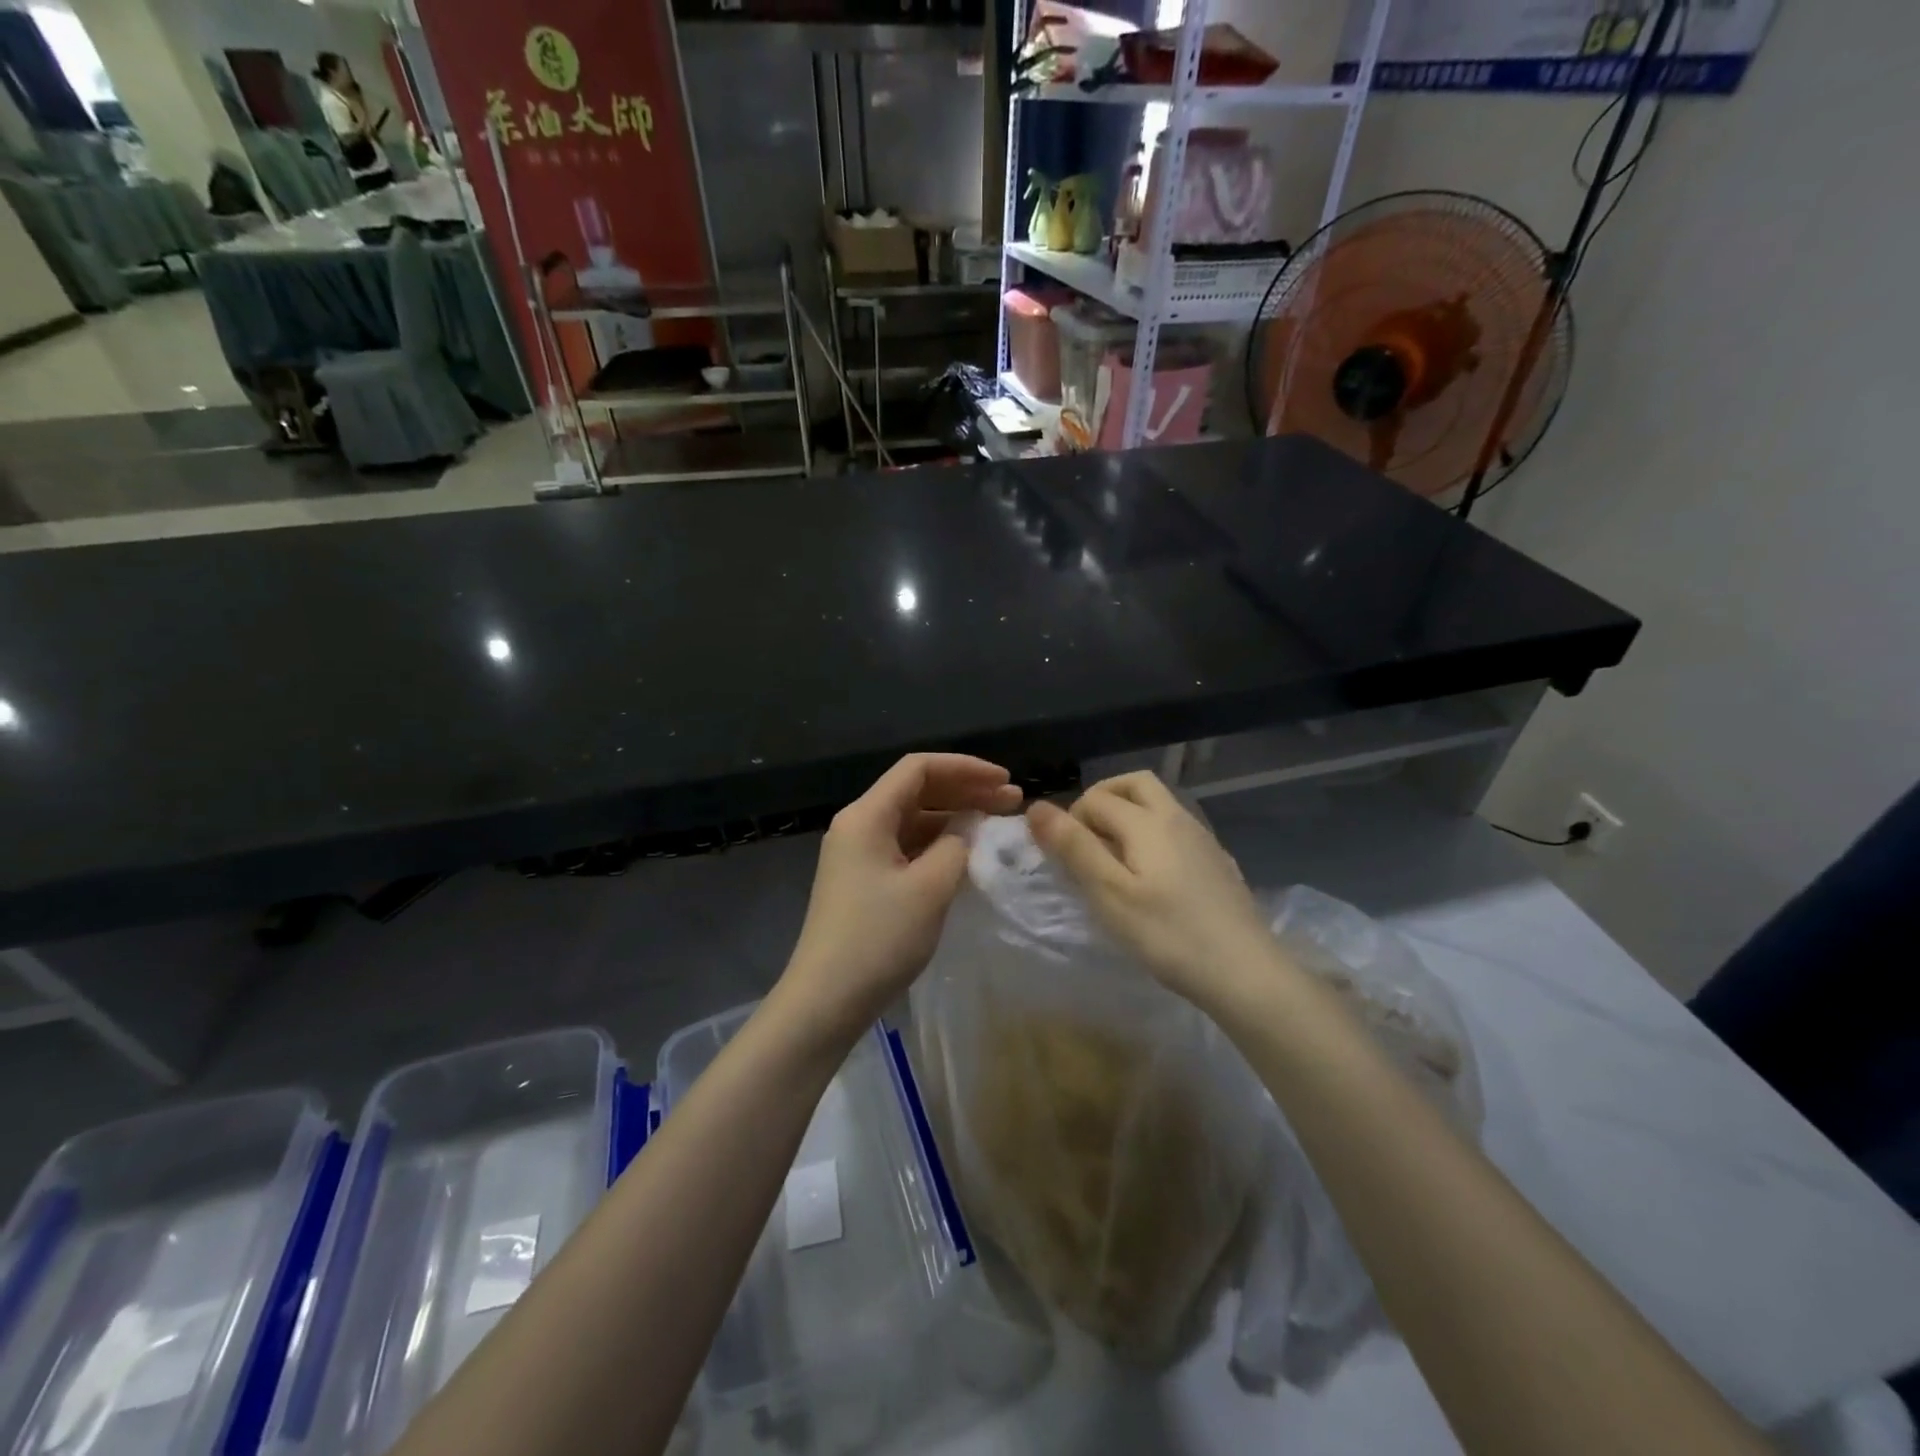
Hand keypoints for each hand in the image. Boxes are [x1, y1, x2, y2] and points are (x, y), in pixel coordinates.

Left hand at [780, 753, 1021, 1040]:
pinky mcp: (864, 881)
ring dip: (954, 818)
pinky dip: (938, 844)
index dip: (966, 768)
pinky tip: (967, 854)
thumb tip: (967, 830)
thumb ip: (956, 846)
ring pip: (913, 820)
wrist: (826, 1001)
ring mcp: (858, 854)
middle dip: (965, 791)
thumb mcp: (929, 888)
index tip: (1004, 780)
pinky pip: (906, 847)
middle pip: (916, 791)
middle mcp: (858, 825)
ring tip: (997, 825)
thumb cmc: (878, 939)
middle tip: (1012, 801)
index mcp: (866, 816)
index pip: (919, 769)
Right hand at [1027, 771, 1283, 1010]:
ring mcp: (1203, 839)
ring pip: (1160, 805)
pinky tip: (1152, 877)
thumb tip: (1037, 806)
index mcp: (1148, 821)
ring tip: (1113, 859)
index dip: (1071, 819)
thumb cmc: (1168, 935)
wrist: (1246, 972)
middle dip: (1103, 799)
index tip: (1065, 858)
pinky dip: (1153, 835)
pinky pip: (1177, 830)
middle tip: (1086, 838)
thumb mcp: (1109, 894)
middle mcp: (1177, 818)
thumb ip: (1073, 847)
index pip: (1096, 798)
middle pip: (1135, 784)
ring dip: (1129, 815)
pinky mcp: (1217, 862)